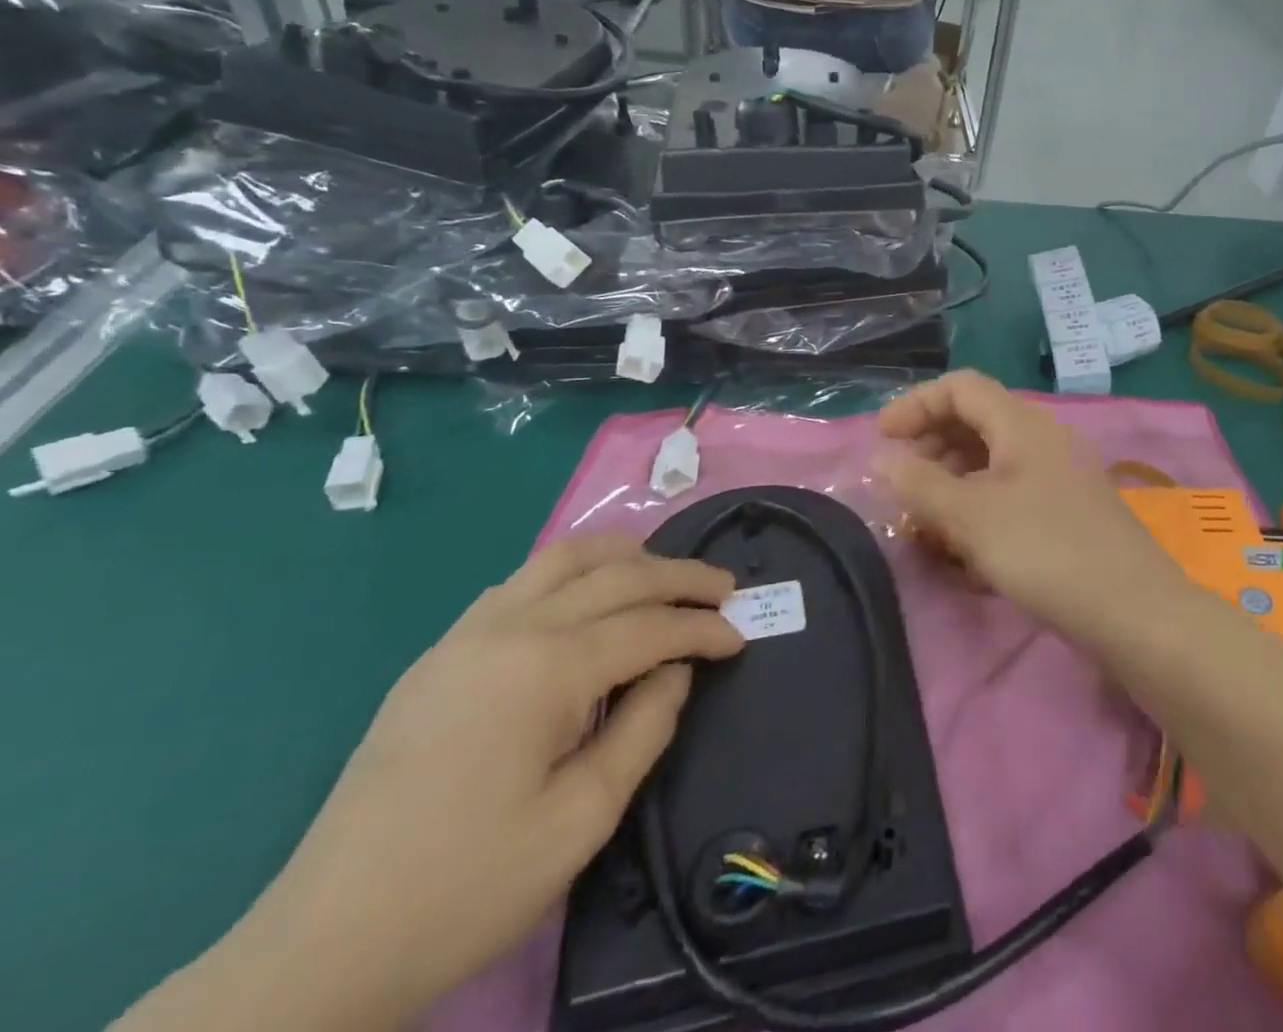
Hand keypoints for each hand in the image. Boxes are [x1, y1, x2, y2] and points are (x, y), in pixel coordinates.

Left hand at [185, 541, 743, 1030]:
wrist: (322, 946)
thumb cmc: (467, 887)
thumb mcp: (582, 820)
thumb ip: (644, 729)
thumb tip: (675, 669)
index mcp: (546, 669)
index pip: (648, 626)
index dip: (702, 628)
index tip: (741, 636)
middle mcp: (508, 629)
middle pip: (614, 575)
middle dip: (678, 576)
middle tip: (723, 587)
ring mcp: (465, 635)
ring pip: (561, 559)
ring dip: (622, 556)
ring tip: (662, 571)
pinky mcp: (438, 655)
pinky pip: (518, 583)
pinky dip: (570, 573)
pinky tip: (585, 597)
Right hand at [875, 371, 1186, 640]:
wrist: (1134, 612)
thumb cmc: (1045, 551)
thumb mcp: (971, 516)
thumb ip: (920, 483)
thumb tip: (880, 457)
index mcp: (1021, 423)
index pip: (960, 387)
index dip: (916, 404)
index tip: (882, 439)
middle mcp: (1043, 437)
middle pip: (975, 420)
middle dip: (931, 445)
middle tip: (901, 483)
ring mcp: (1059, 473)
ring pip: (992, 458)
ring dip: (952, 479)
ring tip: (925, 518)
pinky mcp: (1067, 508)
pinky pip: (1012, 489)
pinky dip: (979, 502)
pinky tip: (963, 542)